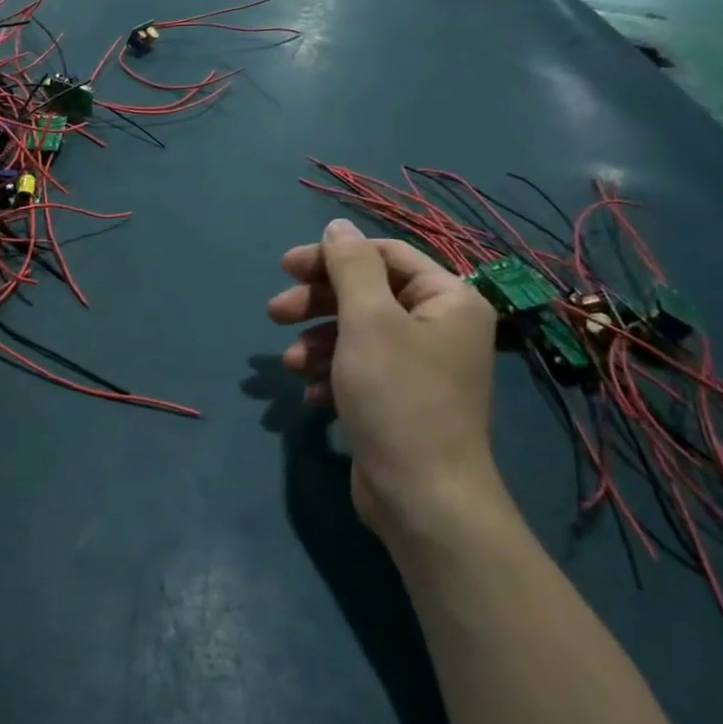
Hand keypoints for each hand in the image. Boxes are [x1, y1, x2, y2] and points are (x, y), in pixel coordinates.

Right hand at [268, 218, 504, 544]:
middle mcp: (439, 328)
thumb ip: (350, 266)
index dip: (332, 256)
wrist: (422, 498)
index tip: (286, 267)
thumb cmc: (397, 396)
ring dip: (318, 343)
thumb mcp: (368, 320)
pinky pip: (359, 371)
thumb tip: (339, 225)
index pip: (384, 256)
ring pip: (357, 334)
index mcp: (447, 299)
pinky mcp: (400, 401)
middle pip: (367, 295)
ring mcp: (420, 367)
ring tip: (292, 365)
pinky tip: (313, 395)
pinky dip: (332, 376)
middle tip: (275, 313)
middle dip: (317, 303)